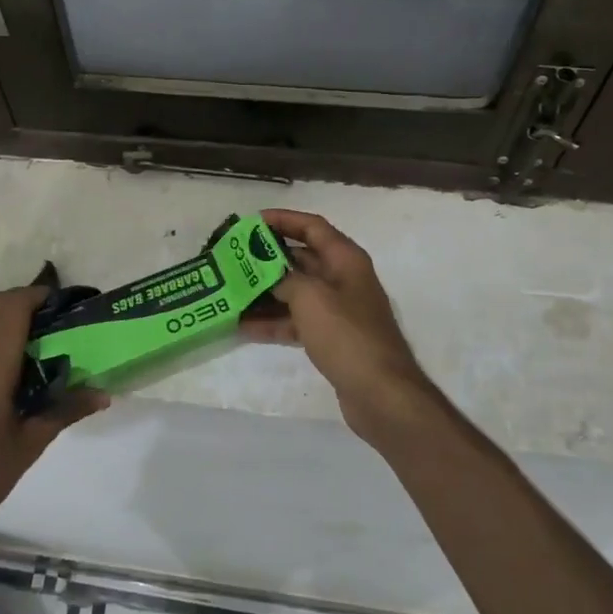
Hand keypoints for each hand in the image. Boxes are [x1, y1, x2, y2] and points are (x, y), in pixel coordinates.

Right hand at [242, 209, 445, 449]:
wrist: (381, 393)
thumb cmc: (347, 335)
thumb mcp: (310, 298)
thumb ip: (284, 278)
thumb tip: (266, 272)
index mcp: (345, 260)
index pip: (312, 227)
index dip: (283, 219)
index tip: (251, 223)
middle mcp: (343, 279)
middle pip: (301, 259)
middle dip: (267, 259)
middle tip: (233, 259)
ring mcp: (338, 311)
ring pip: (295, 292)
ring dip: (265, 292)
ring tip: (231, 292)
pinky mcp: (331, 338)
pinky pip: (296, 321)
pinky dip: (273, 322)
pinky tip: (243, 326)